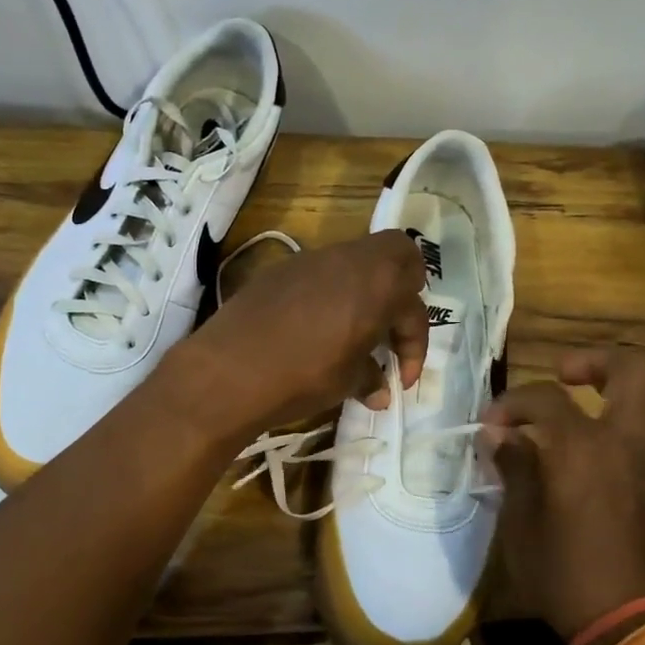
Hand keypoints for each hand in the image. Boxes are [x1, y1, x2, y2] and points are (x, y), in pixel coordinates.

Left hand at [173, 231, 429, 434]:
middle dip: (403, 288)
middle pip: (396, 253)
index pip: (414, 309)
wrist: (229, 369)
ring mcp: (311, 259)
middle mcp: (349, 259)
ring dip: (363, 290)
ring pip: (354, 260)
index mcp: (378, 285)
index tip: (401, 379)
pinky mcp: (279, 269)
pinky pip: (319, 271)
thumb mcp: (345, 383)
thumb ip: (370, 378)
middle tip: (390, 326)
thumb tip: (380, 390)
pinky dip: (329, 292)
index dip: (415, 346)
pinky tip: (313, 327)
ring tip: (352, 332)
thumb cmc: (302, 376)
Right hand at [480, 347, 644, 644]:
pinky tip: (629, 458)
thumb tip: (498, 436)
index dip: (511, 403)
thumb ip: (512, 467)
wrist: (626, 624)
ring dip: (635, 400)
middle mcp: (625, 443)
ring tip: (603, 412)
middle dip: (599, 361)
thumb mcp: (519, 520)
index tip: (490, 425)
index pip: (544, 397)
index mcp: (582, 446)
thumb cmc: (561, 571)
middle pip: (637, 369)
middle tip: (567, 376)